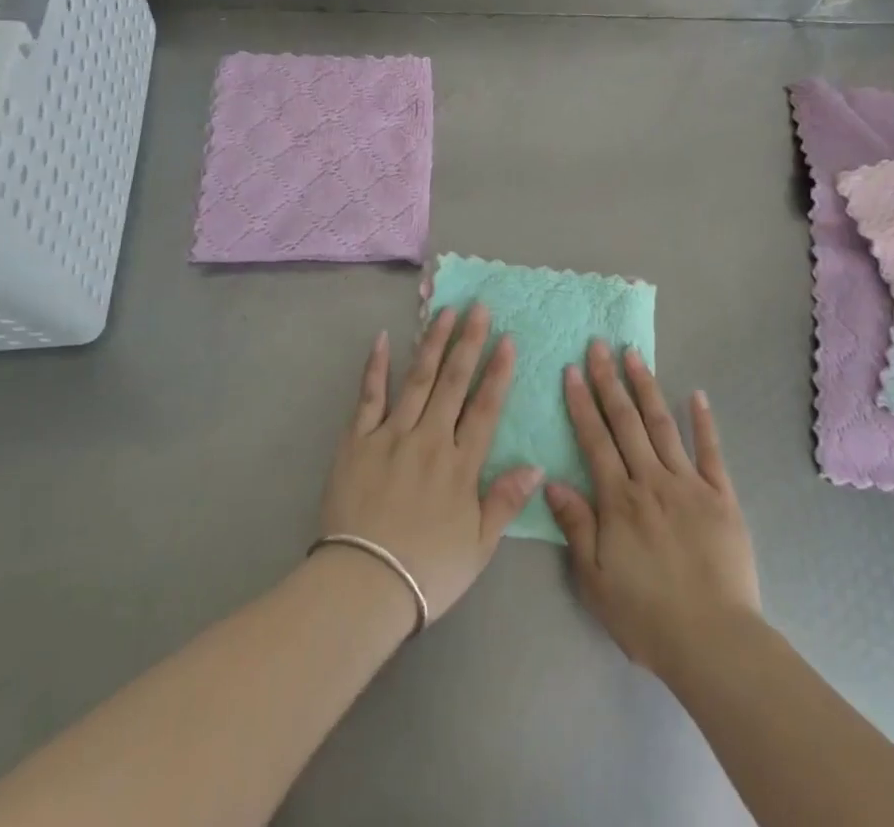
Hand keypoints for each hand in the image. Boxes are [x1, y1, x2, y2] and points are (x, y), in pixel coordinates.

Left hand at [318, 304, 542, 624]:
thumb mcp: (478, 546)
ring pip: (417, 379)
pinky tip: (385, 338)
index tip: (507, 339)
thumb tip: (537, 465)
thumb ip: (505, 501)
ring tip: (444, 311)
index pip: (484, 408)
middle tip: (478, 307)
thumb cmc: (427, 571)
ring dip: (432, 343)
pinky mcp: (357, 440)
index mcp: (460, 464)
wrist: (362, 585)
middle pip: (453, 382)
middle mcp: (429, 439)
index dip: (498, 372)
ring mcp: (391, 435)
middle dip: (468, 342)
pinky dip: (377, 366)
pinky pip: (369, 396)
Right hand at [545, 341, 761, 676]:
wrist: (714, 642)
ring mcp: (689, 484)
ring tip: (634, 355)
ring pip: (663, 425)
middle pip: (626, 422)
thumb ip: (576, 526)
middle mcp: (651, 480)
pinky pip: (711, 451)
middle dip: (609, 381)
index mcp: (619, 500)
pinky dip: (704, 421)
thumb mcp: (595, 580)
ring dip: (646, 387)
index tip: (572, 369)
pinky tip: (697, 393)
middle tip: (599, 345)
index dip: (582, 403)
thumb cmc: (647, 616)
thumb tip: (551, 481)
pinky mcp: (721, 496)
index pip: (595, 440)